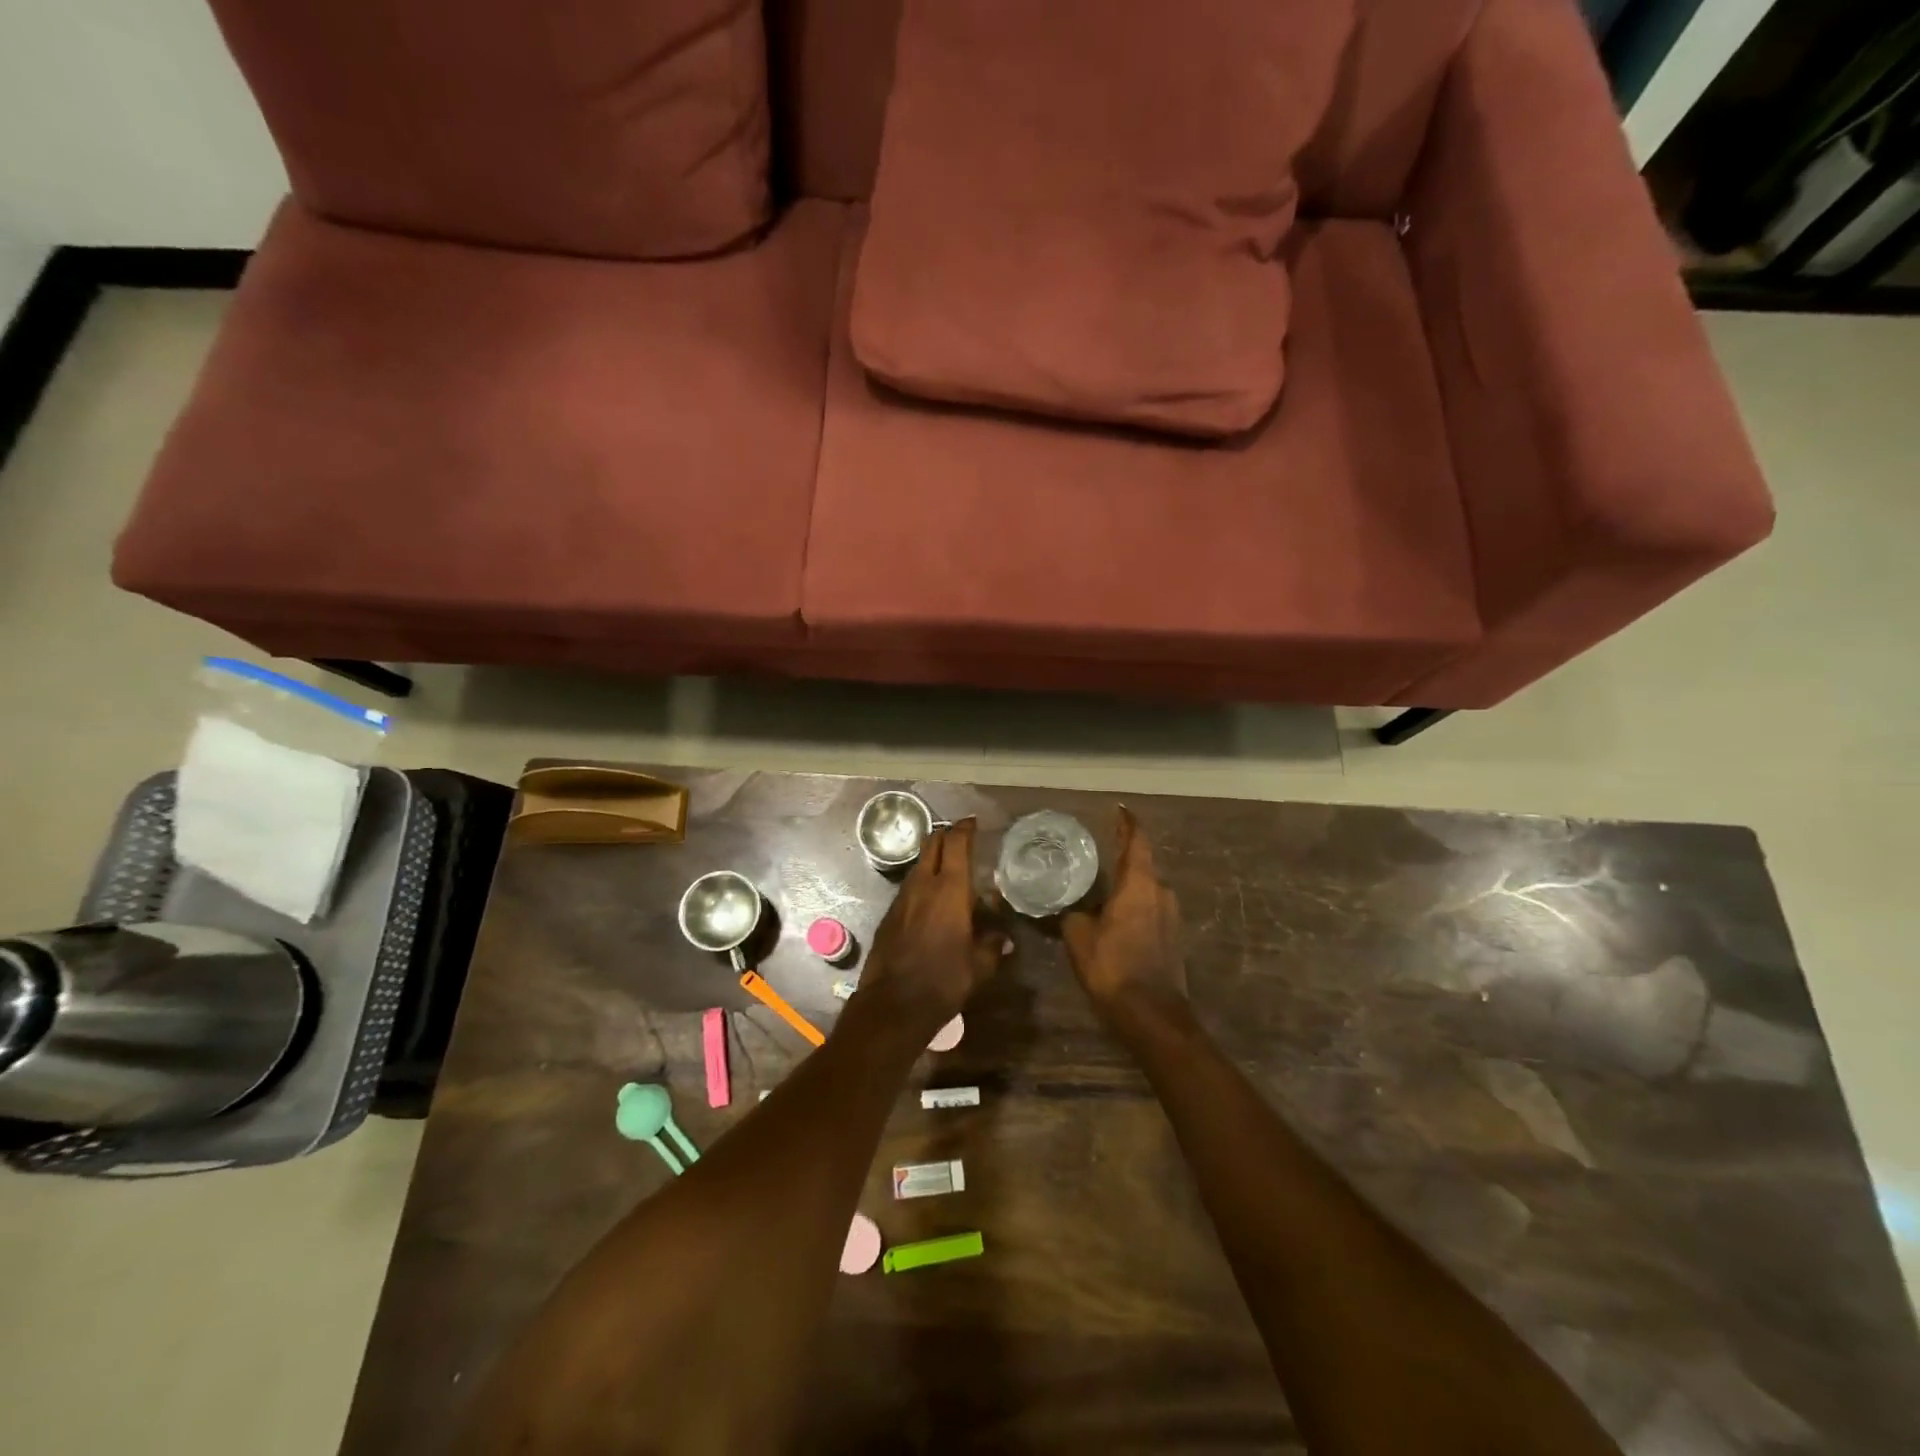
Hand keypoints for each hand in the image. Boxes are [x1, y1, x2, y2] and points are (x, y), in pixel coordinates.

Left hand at [860, 819, 1008, 1030]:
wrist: (894, 1004)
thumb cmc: (945, 980)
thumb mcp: (980, 966)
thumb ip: (992, 946)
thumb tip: (1003, 939)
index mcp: (950, 889)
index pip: (956, 843)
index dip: (965, 828)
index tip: (972, 822)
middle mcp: (923, 885)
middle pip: (932, 844)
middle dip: (945, 835)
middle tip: (960, 837)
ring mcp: (902, 898)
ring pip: (918, 865)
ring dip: (932, 860)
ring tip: (948, 869)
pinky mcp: (889, 915)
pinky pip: (908, 888)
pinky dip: (921, 883)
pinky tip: (930, 901)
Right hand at [1063, 807, 1186, 1017]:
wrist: (1152, 1016)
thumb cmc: (1113, 966)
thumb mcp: (1079, 937)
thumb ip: (1071, 914)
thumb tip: (1062, 907)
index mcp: (1140, 884)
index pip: (1136, 841)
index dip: (1127, 823)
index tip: (1119, 809)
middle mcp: (1161, 893)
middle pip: (1141, 866)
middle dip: (1120, 859)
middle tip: (1095, 855)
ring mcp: (1171, 916)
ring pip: (1145, 891)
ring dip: (1126, 887)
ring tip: (1099, 889)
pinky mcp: (1173, 938)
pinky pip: (1149, 910)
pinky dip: (1132, 907)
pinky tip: (1113, 918)